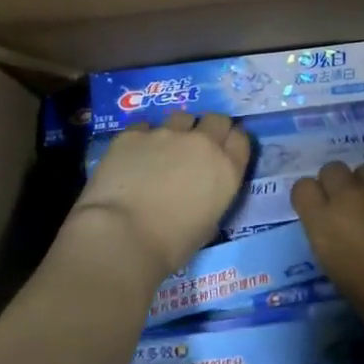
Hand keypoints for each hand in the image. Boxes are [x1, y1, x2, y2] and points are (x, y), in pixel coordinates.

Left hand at [72, 113, 250, 279]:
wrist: (123, 236)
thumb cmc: (170, 246)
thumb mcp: (206, 226)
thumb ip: (211, 200)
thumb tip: (200, 195)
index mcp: (226, 169)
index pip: (240, 139)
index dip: (231, 142)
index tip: (223, 151)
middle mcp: (202, 143)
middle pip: (215, 119)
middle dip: (209, 128)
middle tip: (196, 147)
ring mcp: (167, 133)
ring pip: (181, 117)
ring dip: (177, 130)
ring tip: (163, 150)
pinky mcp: (134, 133)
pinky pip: (144, 128)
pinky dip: (143, 139)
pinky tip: (132, 157)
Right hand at [291, 162, 363, 351]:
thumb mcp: (345, 282)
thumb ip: (339, 249)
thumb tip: (350, 244)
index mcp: (324, 224)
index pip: (302, 189)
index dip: (312, 199)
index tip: (322, 214)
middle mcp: (349, 195)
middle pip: (332, 170)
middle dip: (340, 185)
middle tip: (354, 208)